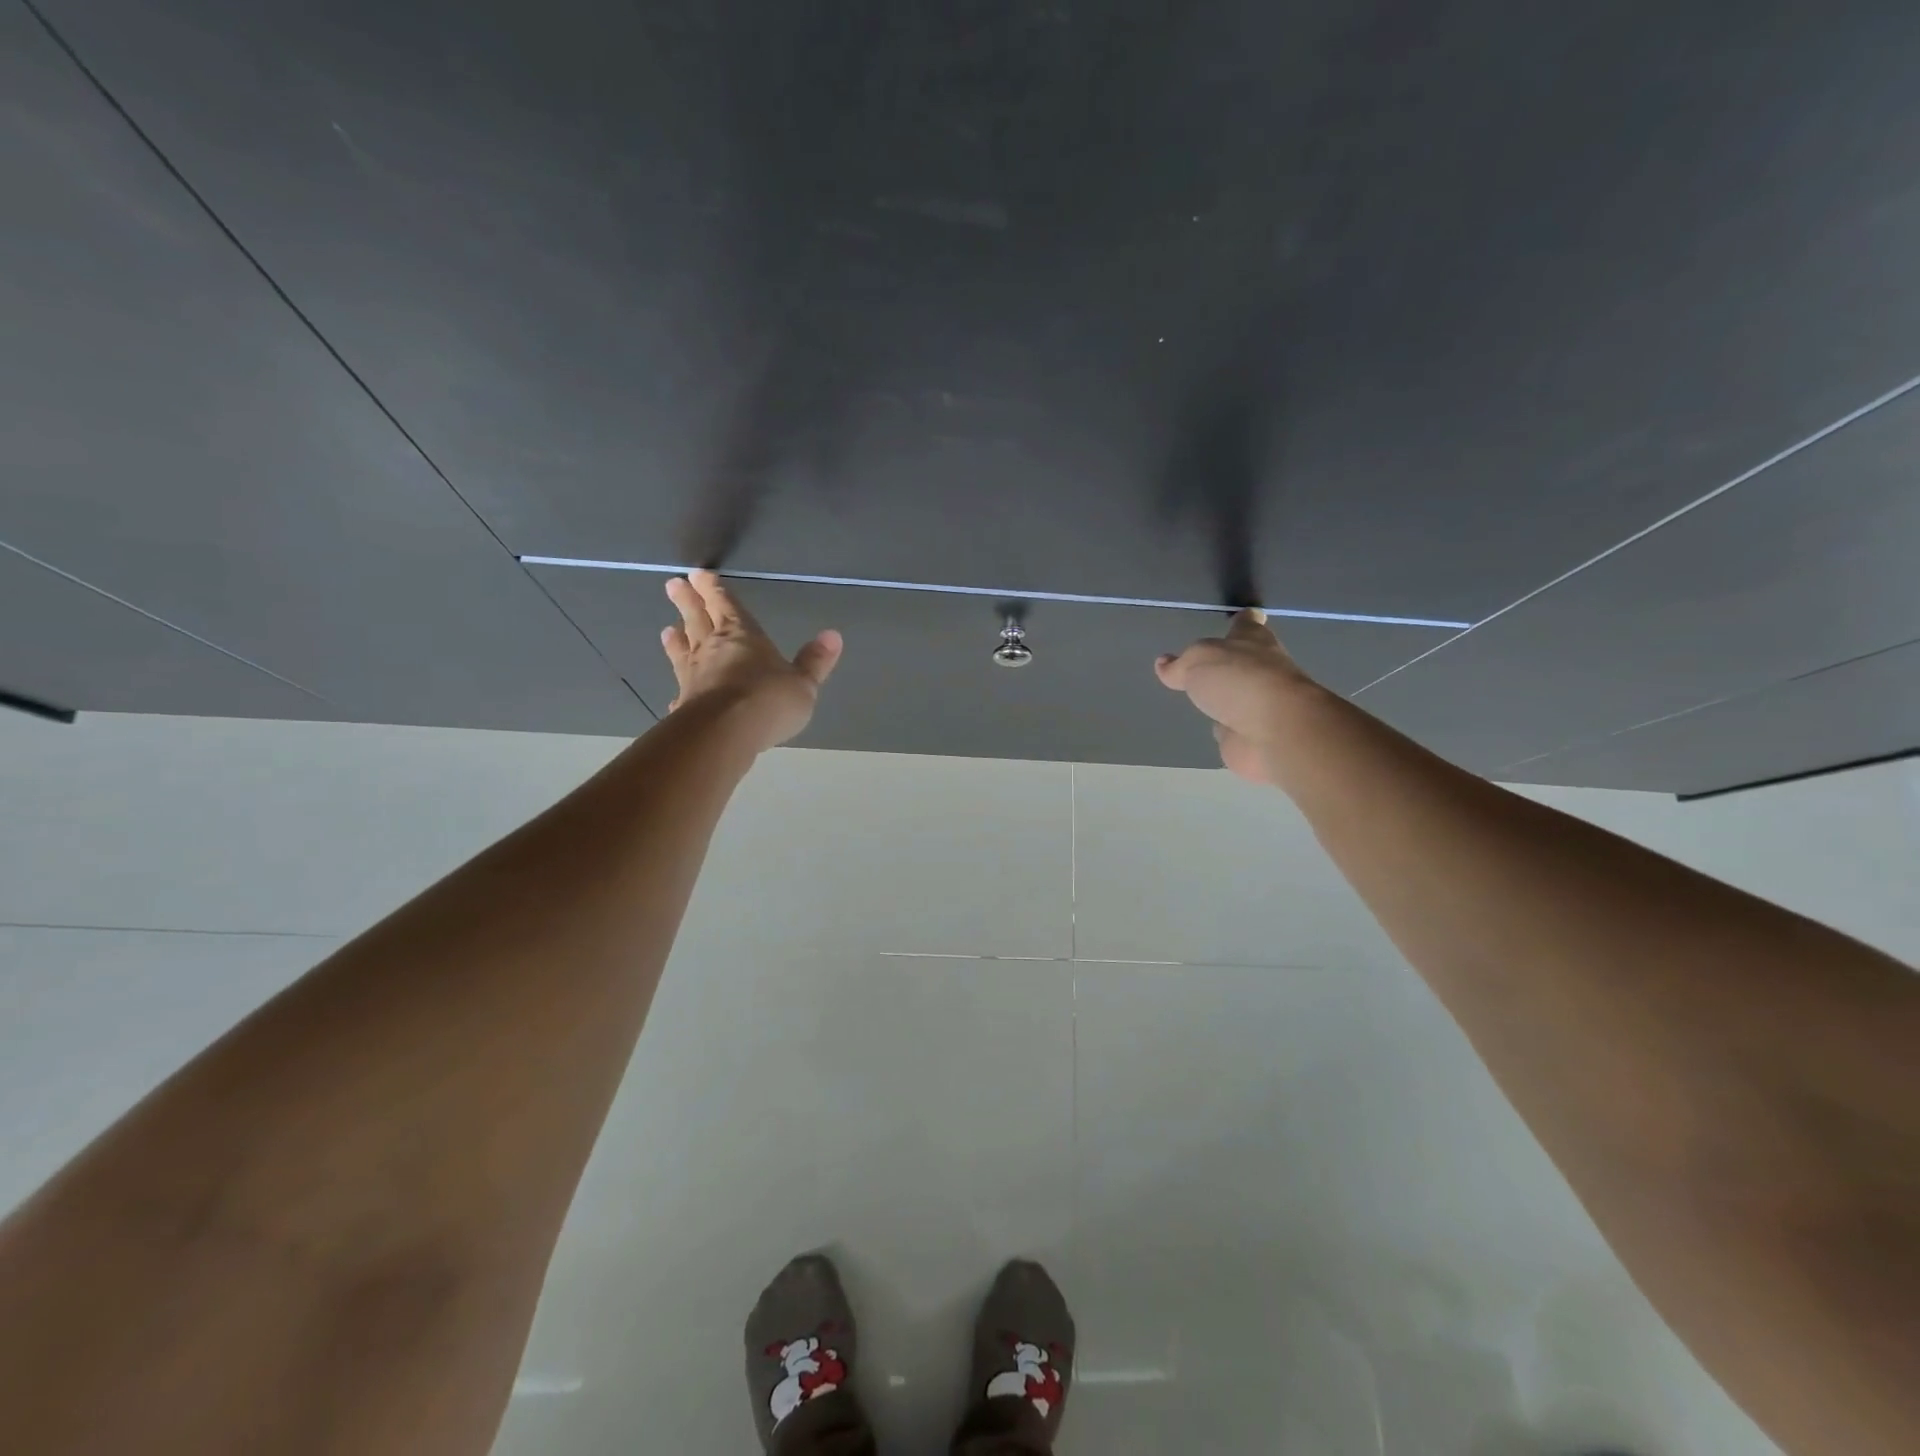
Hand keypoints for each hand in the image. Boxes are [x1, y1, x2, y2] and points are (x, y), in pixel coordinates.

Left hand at [660, 570, 841, 750]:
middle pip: (698, 619)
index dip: (714, 589)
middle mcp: (713, 649)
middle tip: (673, 584)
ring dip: (677, 639)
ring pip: (684, 651)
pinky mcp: (685, 704)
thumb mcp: (803, 683)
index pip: (727, 606)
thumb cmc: (769, 700)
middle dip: (688, 601)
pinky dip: (679, 692)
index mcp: (743, 635)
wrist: (726, 732)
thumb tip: (833, 635)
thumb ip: (815, 661)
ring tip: (668, 629)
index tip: (698, 574)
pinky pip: (681, 693)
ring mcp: (695, 676)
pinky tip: (674, 697)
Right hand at [1155, 609, 1318, 783]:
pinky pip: (1233, 728)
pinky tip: (1211, 727)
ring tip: (1203, 695)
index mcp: (1253, 641)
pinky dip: (1225, 728)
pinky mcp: (1252, 735)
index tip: (1243, 615)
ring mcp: (1259, 704)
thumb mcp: (1199, 660)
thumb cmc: (1240, 680)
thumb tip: (1163, 664)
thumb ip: (1180, 664)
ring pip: (1238, 695)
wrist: (1274, 731)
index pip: (1248, 623)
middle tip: (1206, 661)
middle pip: (1244, 660)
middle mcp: (1261, 670)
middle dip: (1231, 661)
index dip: (1244, 620)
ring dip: (1226, 696)